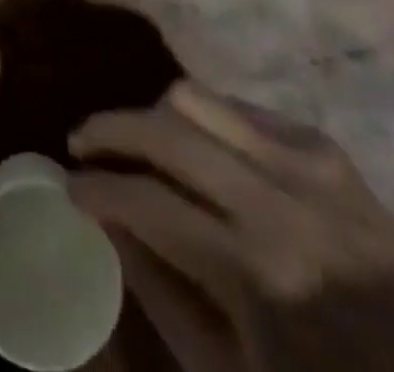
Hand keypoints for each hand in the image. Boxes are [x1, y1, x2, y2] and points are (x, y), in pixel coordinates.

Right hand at [69, 83, 393, 371]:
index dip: (95, 188)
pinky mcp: (326, 147)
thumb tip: (108, 223)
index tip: (67, 186)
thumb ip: (163, 294)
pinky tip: (199, 151)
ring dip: (154, 116)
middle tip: (82, 143)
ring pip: (197, 98)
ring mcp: (307, 161)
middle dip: (109, 129)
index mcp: (256, 271)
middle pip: (164, 128)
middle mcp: (276, 197)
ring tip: (137, 141)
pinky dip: (206, 120)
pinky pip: (242, 108)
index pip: (147, 200)